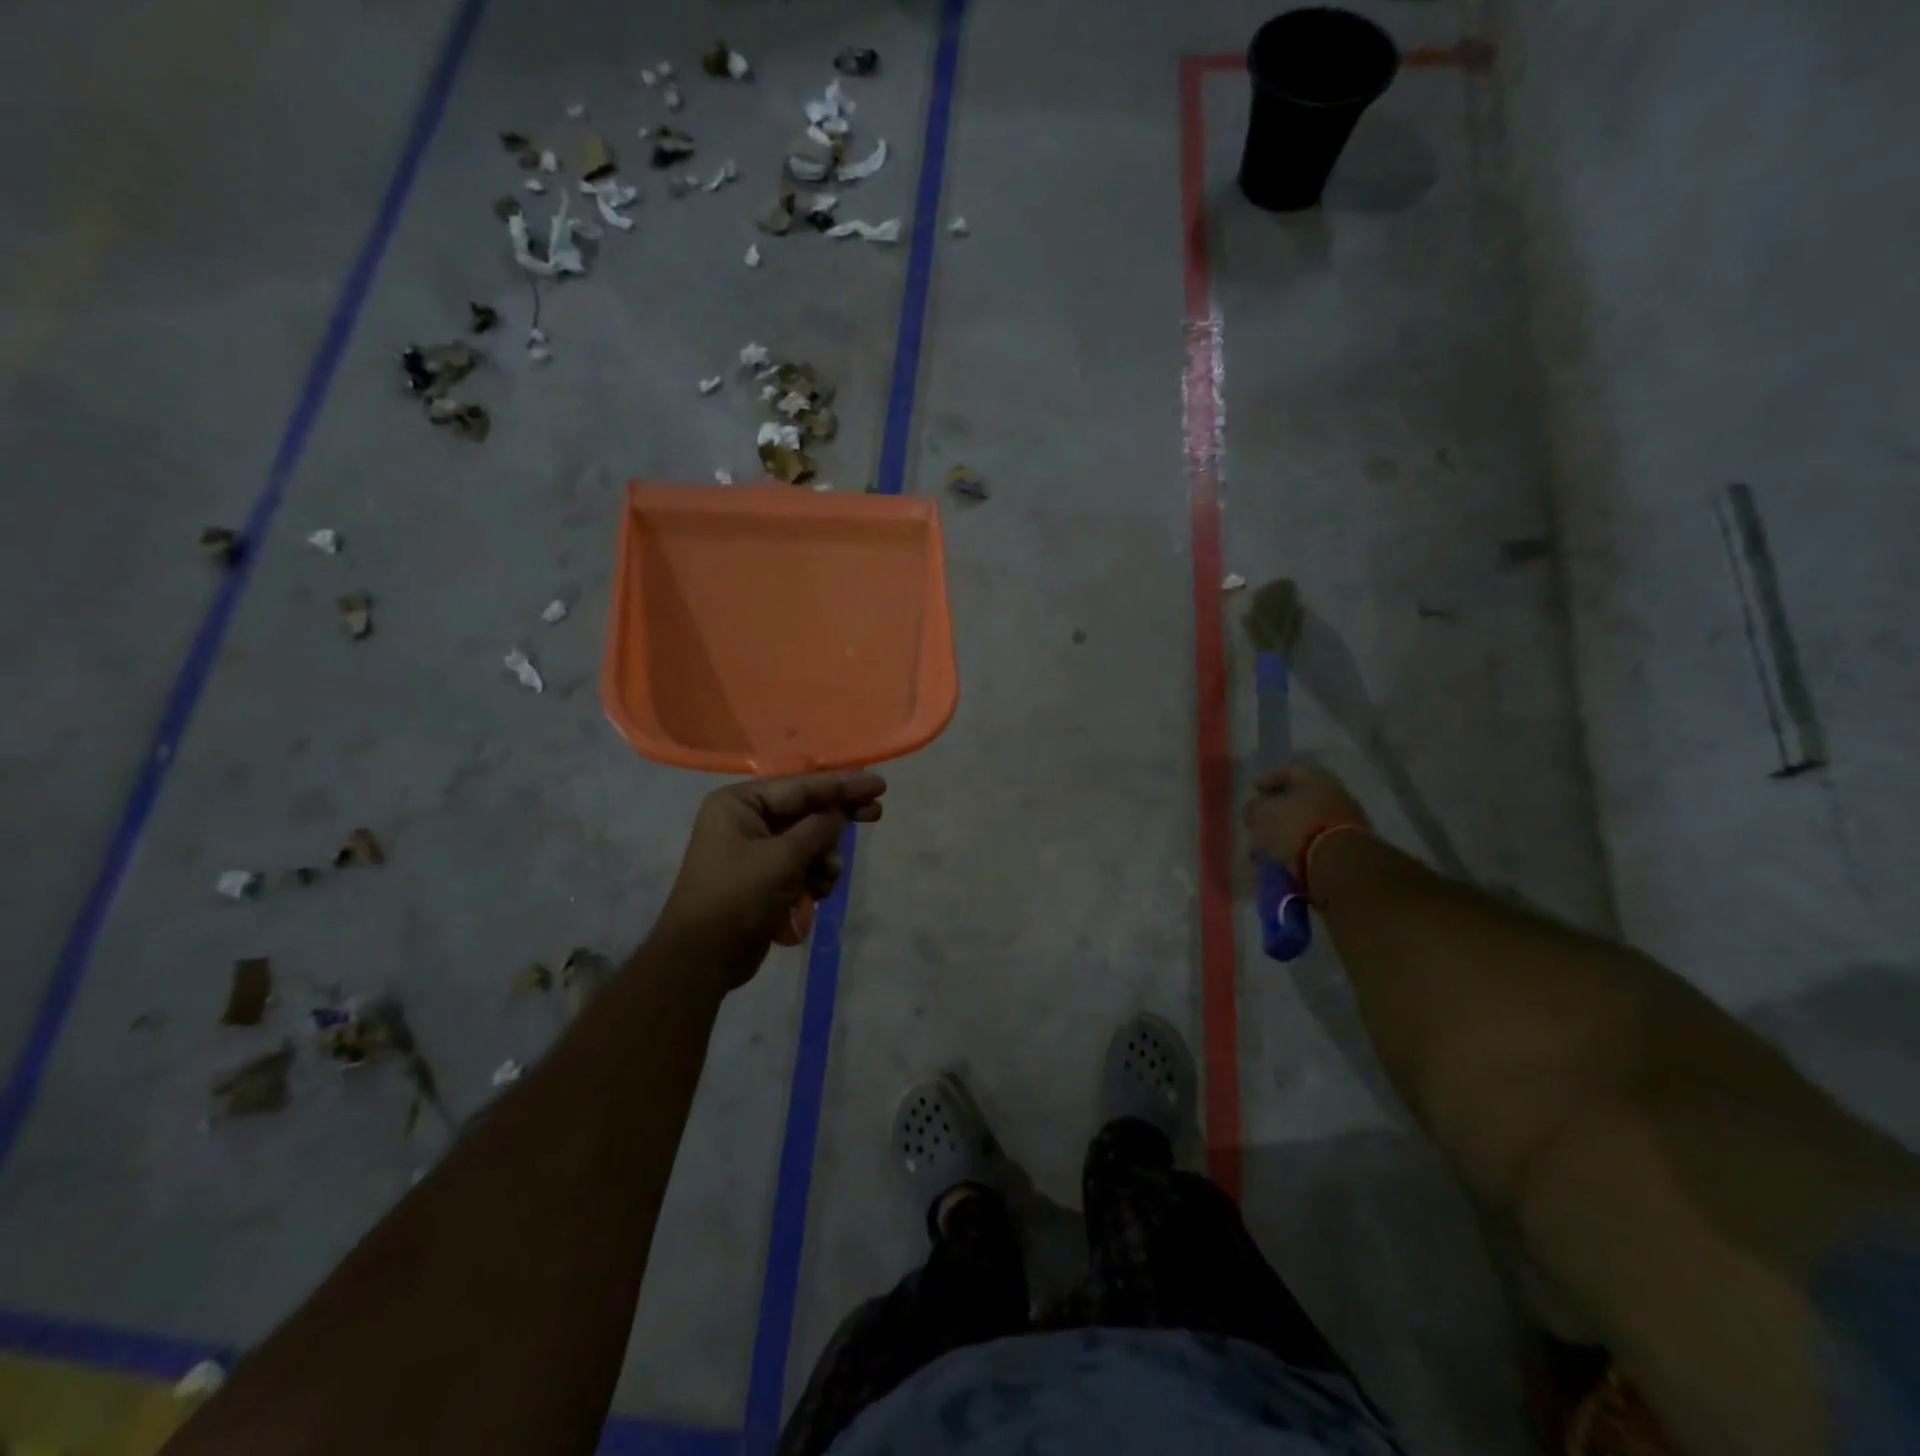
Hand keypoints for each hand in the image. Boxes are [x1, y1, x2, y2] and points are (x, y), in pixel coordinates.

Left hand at [654, 771, 886, 988]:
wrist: (702, 958)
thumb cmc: (738, 897)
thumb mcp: (783, 858)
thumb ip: (818, 829)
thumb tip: (840, 812)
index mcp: (740, 803)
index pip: (801, 786)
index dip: (842, 784)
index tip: (878, 784)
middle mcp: (746, 819)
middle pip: (806, 810)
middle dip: (838, 819)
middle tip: (876, 814)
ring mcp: (754, 849)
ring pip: (808, 841)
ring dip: (824, 858)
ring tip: (827, 878)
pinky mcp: (764, 877)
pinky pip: (800, 864)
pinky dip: (813, 876)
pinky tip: (817, 894)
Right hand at [1244, 759, 1368, 879]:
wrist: (1340, 863)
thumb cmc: (1297, 827)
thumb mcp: (1262, 814)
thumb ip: (1254, 808)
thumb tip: (1254, 808)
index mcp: (1316, 776)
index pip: (1289, 770)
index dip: (1268, 779)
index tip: (1254, 789)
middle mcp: (1336, 792)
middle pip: (1303, 797)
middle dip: (1280, 808)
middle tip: (1261, 818)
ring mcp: (1348, 820)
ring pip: (1311, 821)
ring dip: (1290, 830)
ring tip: (1269, 844)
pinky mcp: (1352, 847)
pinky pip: (1319, 842)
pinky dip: (1302, 847)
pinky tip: (1286, 857)